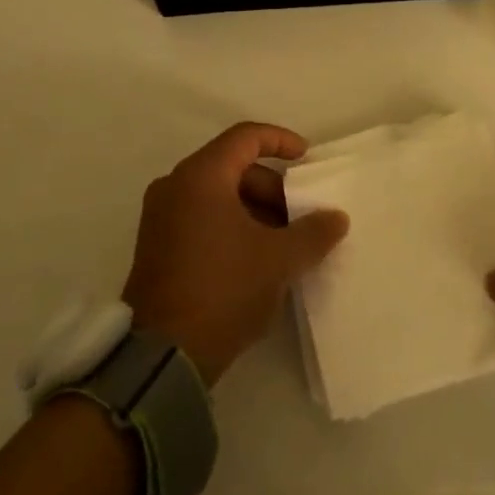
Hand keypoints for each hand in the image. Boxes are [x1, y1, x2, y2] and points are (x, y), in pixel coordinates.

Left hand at [123, 122, 348, 386]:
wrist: (163, 356)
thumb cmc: (224, 289)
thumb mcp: (279, 260)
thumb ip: (313, 232)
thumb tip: (336, 218)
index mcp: (201, 176)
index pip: (246, 137)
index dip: (281, 141)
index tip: (307, 159)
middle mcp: (175, 186)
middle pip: (232, 167)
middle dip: (272, 187)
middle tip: (300, 216)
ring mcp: (160, 217)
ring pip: (217, 195)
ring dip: (254, 210)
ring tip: (283, 243)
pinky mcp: (157, 246)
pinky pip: (201, 217)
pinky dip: (231, 225)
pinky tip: (256, 258)